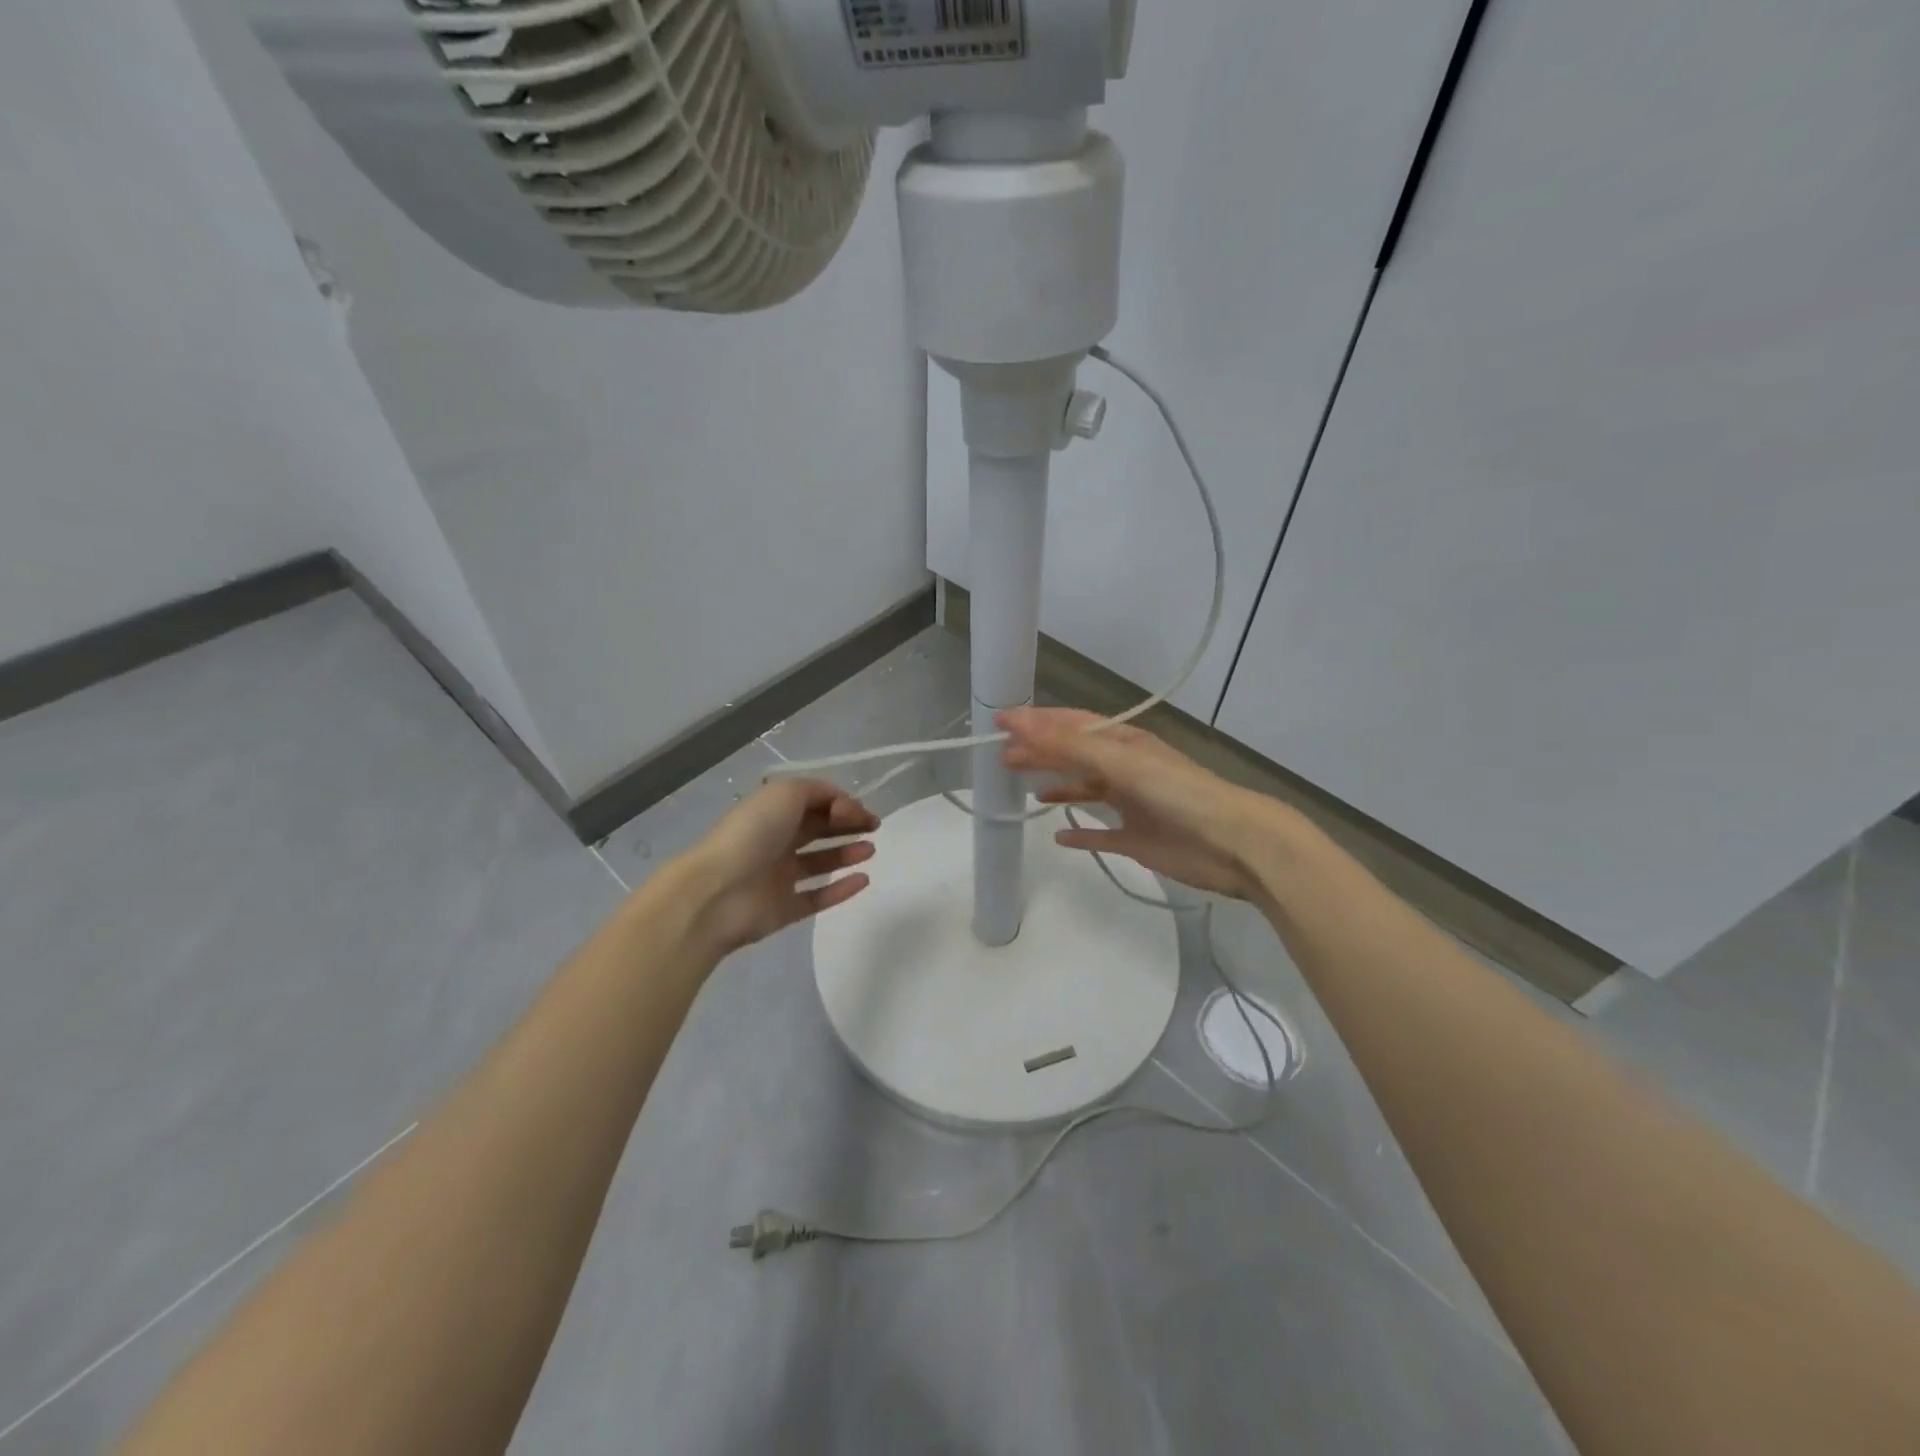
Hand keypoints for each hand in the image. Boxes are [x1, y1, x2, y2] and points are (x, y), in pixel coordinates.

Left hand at [678, 779, 878, 956]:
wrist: (717, 891)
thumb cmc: (752, 833)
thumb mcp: (786, 793)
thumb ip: (819, 792)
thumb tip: (843, 806)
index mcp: (773, 812)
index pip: (813, 803)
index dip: (841, 804)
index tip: (861, 812)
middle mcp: (776, 841)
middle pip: (818, 829)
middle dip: (847, 825)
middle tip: (874, 827)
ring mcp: (779, 877)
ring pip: (819, 862)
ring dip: (847, 853)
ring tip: (870, 850)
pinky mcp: (785, 909)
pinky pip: (818, 897)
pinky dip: (841, 889)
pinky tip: (863, 880)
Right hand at [1000, 707, 1280, 899]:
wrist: (1231, 843)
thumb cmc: (1175, 792)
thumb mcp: (1118, 760)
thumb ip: (1066, 744)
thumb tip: (1016, 721)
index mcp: (1123, 743)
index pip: (1071, 724)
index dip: (1036, 722)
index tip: (1000, 724)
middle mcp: (1126, 769)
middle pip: (1074, 756)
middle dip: (1041, 754)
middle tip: (1004, 760)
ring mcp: (1131, 804)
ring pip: (1087, 791)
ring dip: (1059, 787)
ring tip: (1028, 790)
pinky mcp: (1136, 839)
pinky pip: (1101, 833)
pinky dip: (1080, 833)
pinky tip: (1060, 836)